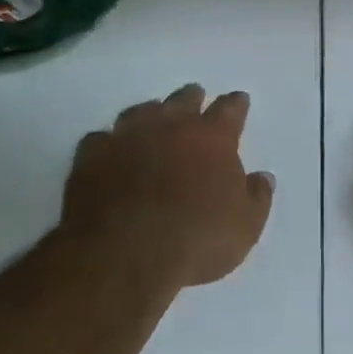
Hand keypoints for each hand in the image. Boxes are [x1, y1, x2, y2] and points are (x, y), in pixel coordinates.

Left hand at [60, 84, 274, 287]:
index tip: (240, 100)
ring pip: (141, 111)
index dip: (236, 104)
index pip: (230, 109)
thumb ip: (257, 197)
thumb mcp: (246, 226)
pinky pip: (101, 138)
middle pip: (184, 100)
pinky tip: (110, 151)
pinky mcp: (91, 157)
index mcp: (212, 138)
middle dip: (192, 98)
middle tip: (196, 98)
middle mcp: (170, 126)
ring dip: (150, 113)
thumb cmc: (196, 240)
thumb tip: (262, 178)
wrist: (124, 256)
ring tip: (153, 118)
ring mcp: (127, 137)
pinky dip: (109, 142)